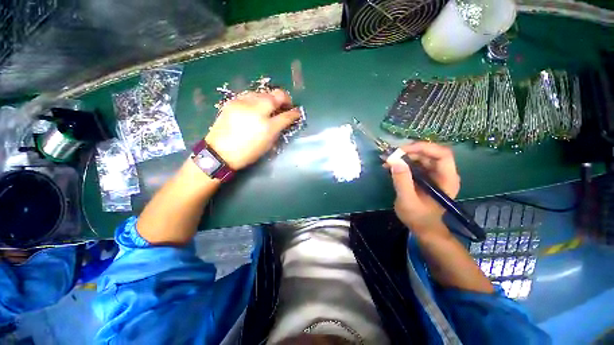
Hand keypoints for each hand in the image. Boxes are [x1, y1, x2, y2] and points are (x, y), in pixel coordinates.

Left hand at [205, 89, 301, 169]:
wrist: (220, 152)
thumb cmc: (247, 153)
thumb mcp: (267, 145)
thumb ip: (277, 130)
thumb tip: (284, 120)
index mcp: (268, 127)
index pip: (287, 115)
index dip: (294, 113)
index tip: (297, 112)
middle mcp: (258, 111)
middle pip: (276, 95)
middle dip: (285, 98)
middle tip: (286, 105)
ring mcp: (244, 103)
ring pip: (263, 93)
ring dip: (271, 98)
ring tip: (270, 106)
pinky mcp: (234, 101)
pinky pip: (250, 95)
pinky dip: (257, 99)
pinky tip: (256, 106)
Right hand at [387, 142, 459, 239]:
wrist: (423, 228)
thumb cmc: (418, 217)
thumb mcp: (408, 200)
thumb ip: (402, 181)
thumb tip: (395, 161)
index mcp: (447, 179)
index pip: (442, 154)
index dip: (423, 148)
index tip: (402, 151)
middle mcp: (443, 173)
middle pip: (430, 153)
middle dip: (409, 152)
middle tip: (391, 156)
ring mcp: (434, 174)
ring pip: (421, 157)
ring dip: (404, 157)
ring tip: (387, 161)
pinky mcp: (425, 176)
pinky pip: (415, 164)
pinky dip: (402, 163)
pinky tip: (390, 167)